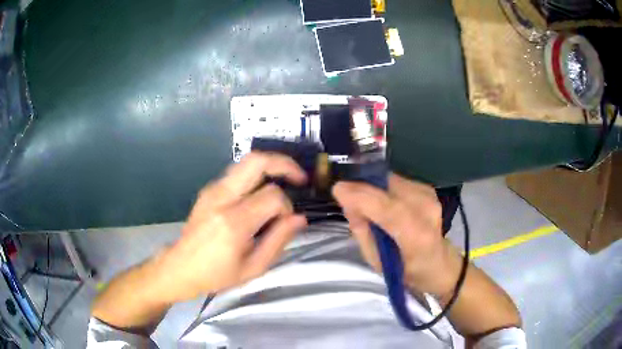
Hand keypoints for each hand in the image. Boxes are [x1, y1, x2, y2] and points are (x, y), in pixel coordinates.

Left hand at [159, 152, 307, 301]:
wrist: (181, 267)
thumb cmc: (217, 274)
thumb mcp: (254, 268)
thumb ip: (278, 240)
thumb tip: (299, 218)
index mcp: (233, 222)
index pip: (272, 196)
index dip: (287, 207)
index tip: (286, 222)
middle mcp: (221, 198)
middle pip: (256, 161)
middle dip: (284, 164)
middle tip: (300, 177)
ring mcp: (212, 190)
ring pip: (246, 162)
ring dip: (270, 166)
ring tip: (286, 180)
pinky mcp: (209, 189)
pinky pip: (238, 173)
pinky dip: (256, 175)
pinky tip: (261, 193)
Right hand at [332, 174, 462, 297]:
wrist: (439, 263)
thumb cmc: (407, 270)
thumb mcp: (377, 262)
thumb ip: (362, 232)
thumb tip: (349, 204)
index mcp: (417, 236)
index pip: (389, 209)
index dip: (361, 196)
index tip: (337, 190)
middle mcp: (427, 210)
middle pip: (388, 187)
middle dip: (362, 188)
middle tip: (346, 197)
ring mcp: (429, 196)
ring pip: (390, 180)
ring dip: (373, 188)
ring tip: (366, 205)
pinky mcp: (427, 188)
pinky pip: (396, 181)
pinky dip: (383, 188)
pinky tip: (383, 202)